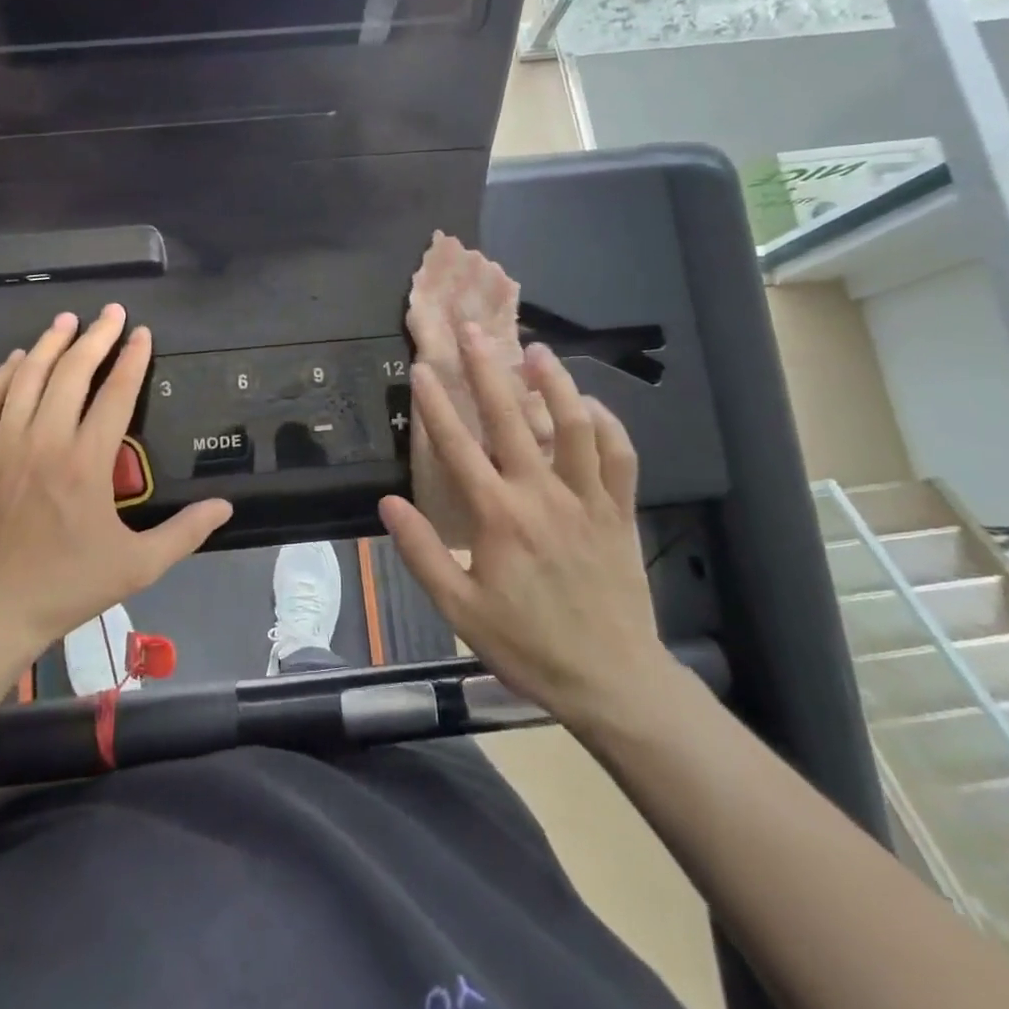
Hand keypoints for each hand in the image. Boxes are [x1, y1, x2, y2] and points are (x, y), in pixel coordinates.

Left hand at [0, 306, 232, 667]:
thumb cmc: (70, 586)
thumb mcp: (138, 565)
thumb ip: (185, 531)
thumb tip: (226, 506)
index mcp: (86, 463)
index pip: (115, 394)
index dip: (132, 359)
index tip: (141, 333)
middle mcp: (44, 442)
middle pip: (71, 373)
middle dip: (95, 337)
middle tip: (110, 312)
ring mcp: (2, 446)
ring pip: (27, 378)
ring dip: (49, 344)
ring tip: (67, 321)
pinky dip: (2, 374)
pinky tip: (15, 359)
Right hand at [378, 325, 675, 735]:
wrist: (611, 679)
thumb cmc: (526, 645)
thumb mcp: (459, 608)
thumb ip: (421, 552)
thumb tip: (388, 502)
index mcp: (498, 517)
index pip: (458, 447)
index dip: (436, 404)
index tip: (422, 367)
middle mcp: (542, 495)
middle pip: (513, 418)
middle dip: (488, 368)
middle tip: (473, 329)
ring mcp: (586, 499)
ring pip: (574, 425)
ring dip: (554, 381)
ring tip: (535, 349)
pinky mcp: (619, 511)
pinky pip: (619, 456)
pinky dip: (607, 424)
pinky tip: (591, 405)